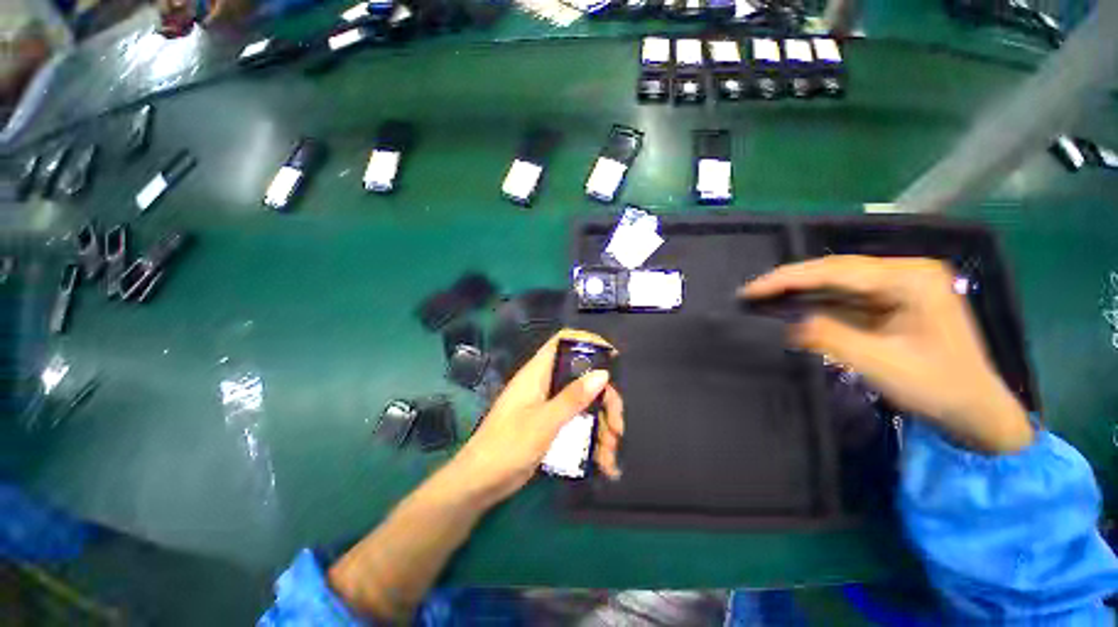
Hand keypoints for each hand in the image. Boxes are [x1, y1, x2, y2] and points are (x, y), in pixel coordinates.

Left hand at [453, 329, 624, 504]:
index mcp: (538, 373)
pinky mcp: (550, 426)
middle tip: (617, 426)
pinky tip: (603, 464)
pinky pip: (577, 425)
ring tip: (610, 455)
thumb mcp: (544, 421)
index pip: (563, 342)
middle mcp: (545, 384)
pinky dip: (591, 441)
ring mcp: (548, 406)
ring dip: (601, 427)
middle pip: (583, 378)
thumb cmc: (507, 446)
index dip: (587, 342)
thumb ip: (573, 398)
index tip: (612, 357)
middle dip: (605, 400)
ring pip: (584, 404)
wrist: (479, 483)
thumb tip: (603, 373)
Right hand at [742, 256, 1032, 452]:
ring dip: (799, 291)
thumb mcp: (881, 365)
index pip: (837, 270)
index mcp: (911, 278)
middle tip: (750, 293)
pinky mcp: (891, 302)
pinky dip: (815, 303)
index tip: (750, 290)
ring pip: (836, 282)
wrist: (975, 413)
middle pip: (835, 271)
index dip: (788, 279)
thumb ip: (831, 338)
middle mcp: (905, 273)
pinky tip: (792, 307)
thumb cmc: (938, 389)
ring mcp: (899, 286)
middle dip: (790, 282)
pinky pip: (844, 297)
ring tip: (763, 298)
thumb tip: (787, 323)